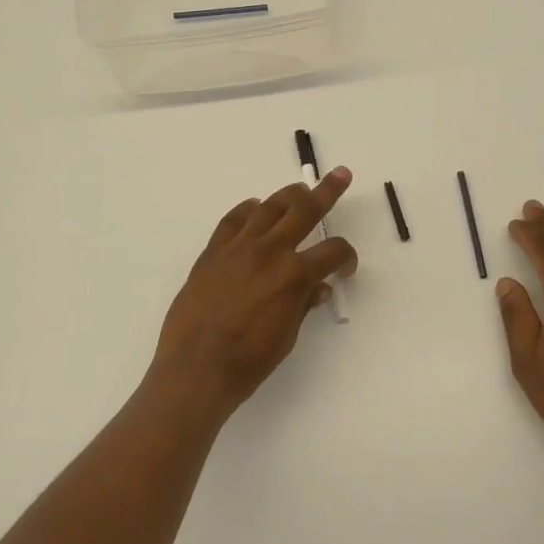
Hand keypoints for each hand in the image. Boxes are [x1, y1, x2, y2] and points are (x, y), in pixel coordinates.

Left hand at [152, 169, 357, 417]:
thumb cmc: (249, 361)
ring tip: (299, 192)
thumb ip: (302, 304)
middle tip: (341, 175)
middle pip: (304, 209)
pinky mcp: (212, 252)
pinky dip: (247, 211)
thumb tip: (317, 289)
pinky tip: (254, 210)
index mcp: (294, 275)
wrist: (196, 368)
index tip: (345, 268)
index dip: (346, 257)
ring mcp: (238, 247)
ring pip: (268, 207)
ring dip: (288, 197)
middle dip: (327, 191)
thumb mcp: (286, 336)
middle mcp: (269, 251)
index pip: (332, 251)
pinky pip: (233, 220)